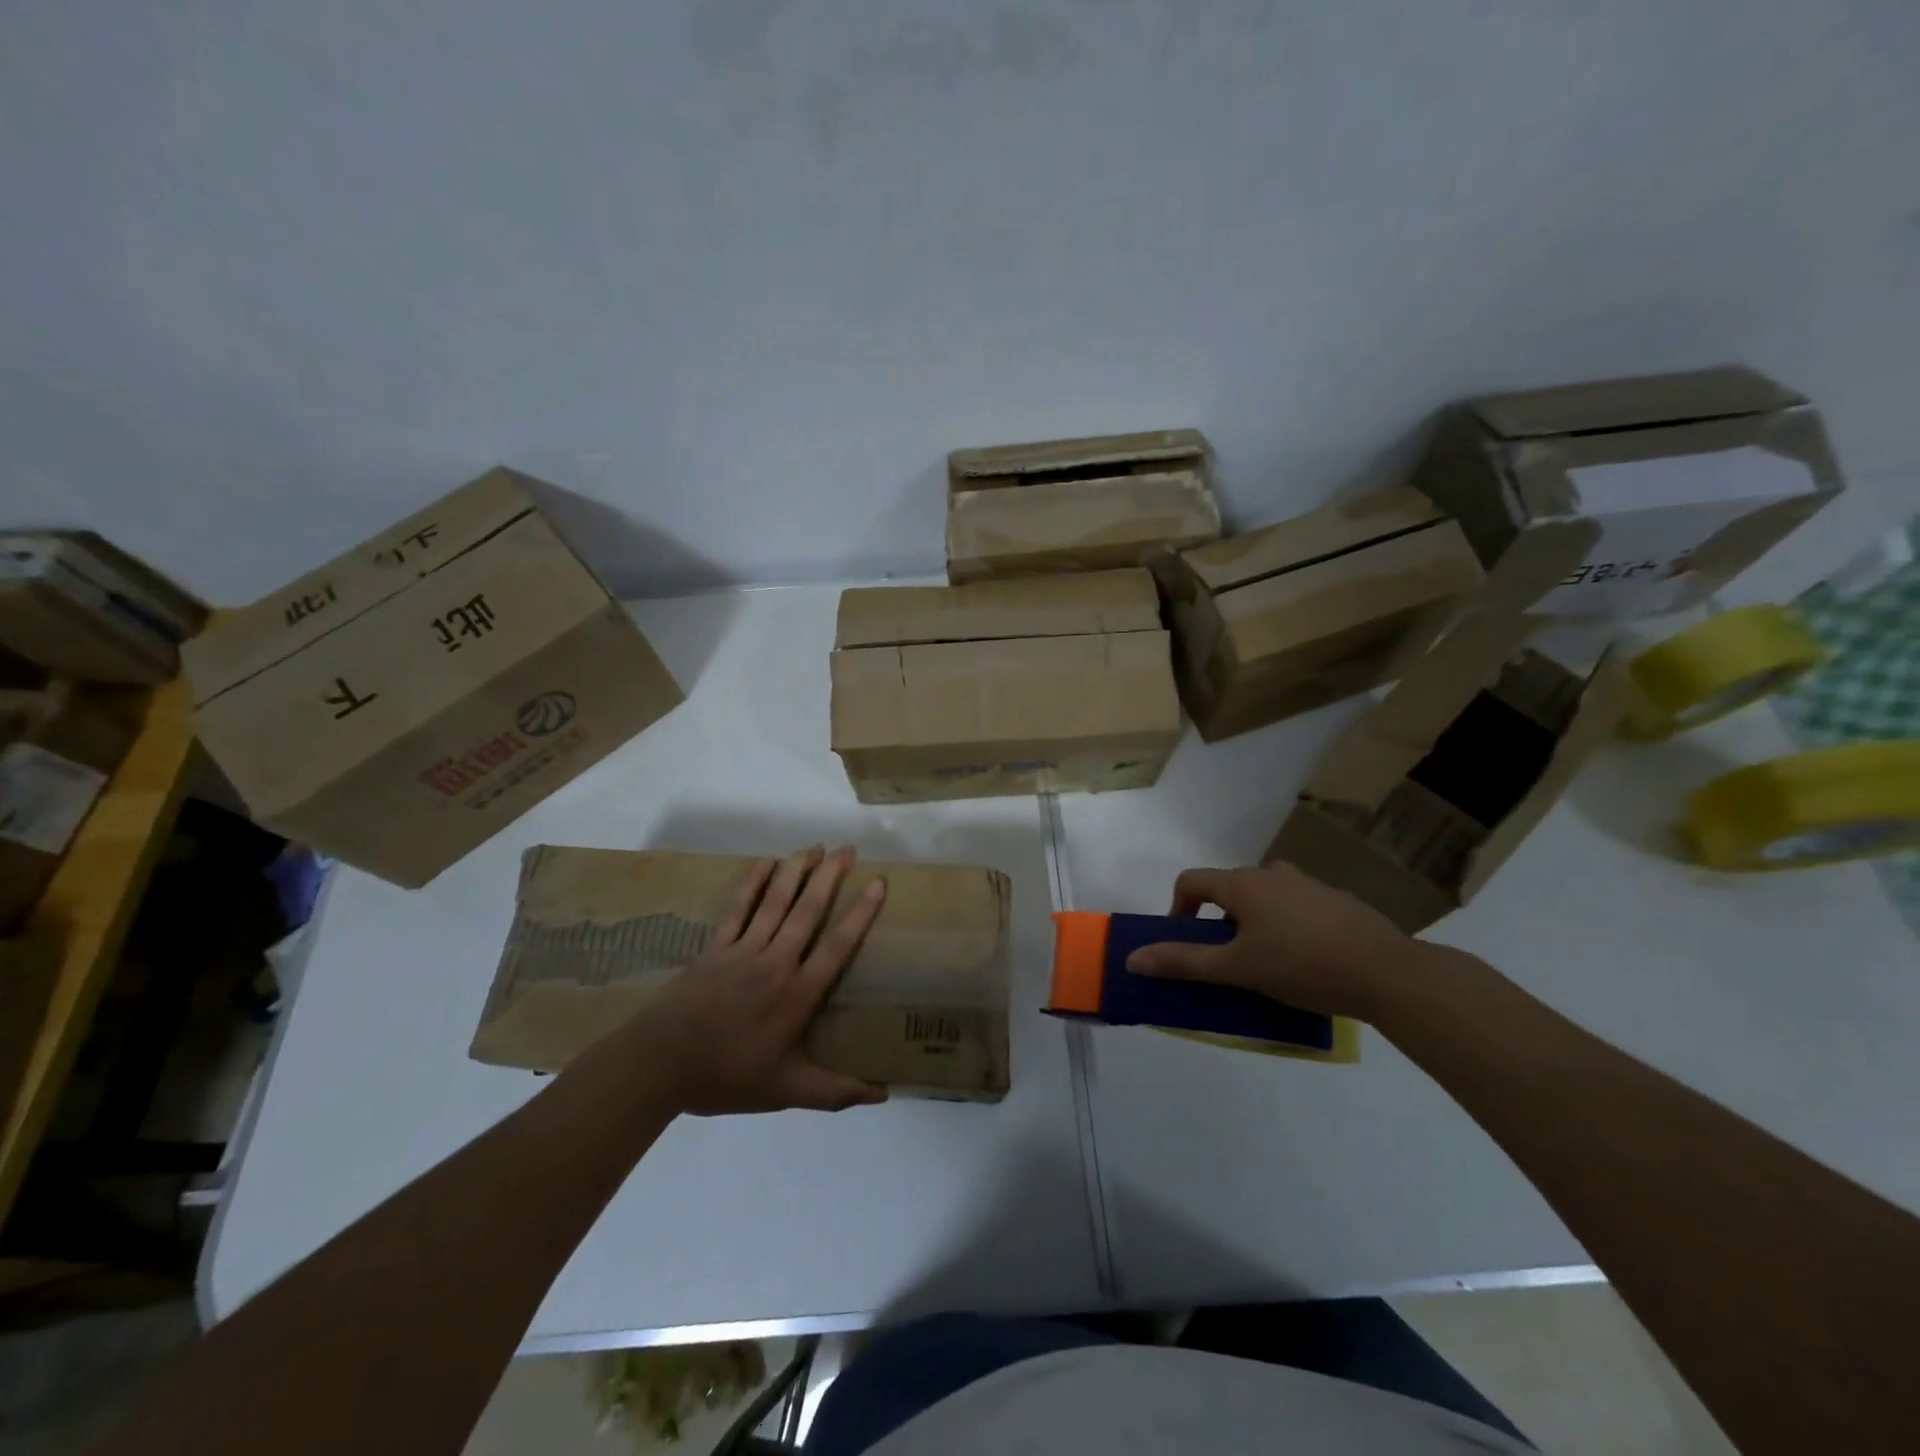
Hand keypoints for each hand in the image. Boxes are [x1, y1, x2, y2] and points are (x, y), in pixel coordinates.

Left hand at [626, 845, 889, 1114]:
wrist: (660, 1065)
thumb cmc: (728, 1077)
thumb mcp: (786, 1092)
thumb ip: (834, 1092)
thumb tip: (883, 1095)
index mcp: (797, 994)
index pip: (837, 946)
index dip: (860, 913)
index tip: (878, 882)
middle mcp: (776, 962)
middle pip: (808, 910)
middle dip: (830, 876)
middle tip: (849, 849)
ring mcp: (743, 950)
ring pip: (775, 901)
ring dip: (797, 870)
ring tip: (815, 847)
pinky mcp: (716, 947)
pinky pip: (738, 907)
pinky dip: (753, 882)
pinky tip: (766, 862)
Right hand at [1125, 861, 1425, 1021]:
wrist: (1387, 972)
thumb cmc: (1300, 966)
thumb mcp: (1236, 969)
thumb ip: (1183, 962)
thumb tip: (1133, 958)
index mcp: (1242, 884)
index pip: (1192, 881)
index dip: (1178, 909)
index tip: (1186, 942)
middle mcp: (1272, 873)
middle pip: (1229, 890)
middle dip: (1219, 922)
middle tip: (1229, 961)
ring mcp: (1308, 884)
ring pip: (1265, 898)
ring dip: (1254, 923)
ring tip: (1268, 963)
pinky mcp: (1337, 901)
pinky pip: (1297, 907)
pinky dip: (1287, 927)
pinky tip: (1307, 962)